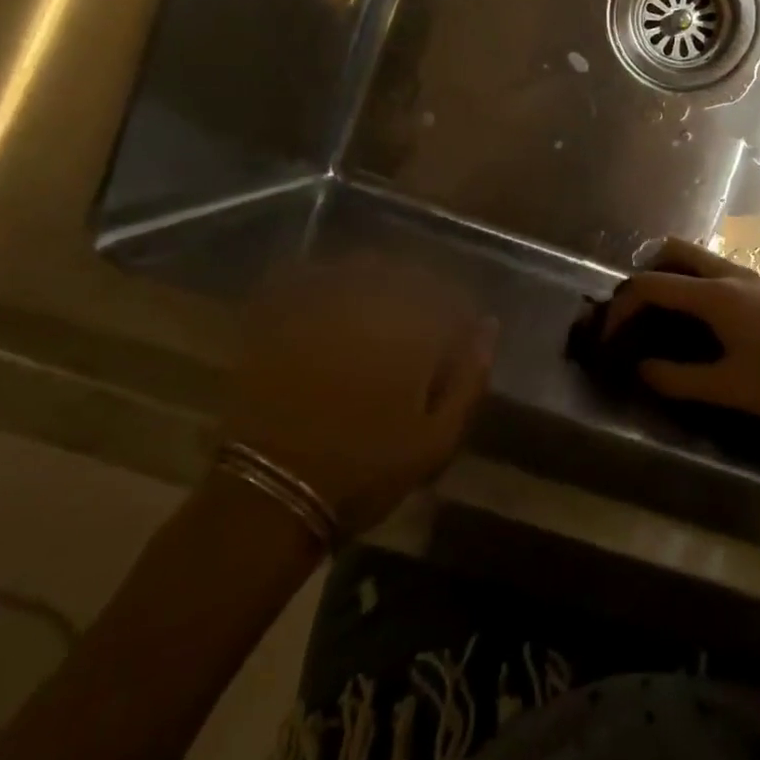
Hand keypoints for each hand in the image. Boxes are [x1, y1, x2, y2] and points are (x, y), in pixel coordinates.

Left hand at [223, 258, 496, 535]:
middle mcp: (368, 302)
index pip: (450, 297)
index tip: (457, 337)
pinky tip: (321, 301)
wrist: (270, 492)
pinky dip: (317, 280)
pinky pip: (301, 277)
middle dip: (417, 292)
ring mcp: (318, 305)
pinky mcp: (276, 316)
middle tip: (414, 328)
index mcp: (412, 329)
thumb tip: (488, 326)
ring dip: (372, 281)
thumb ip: (469, 379)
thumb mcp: (435, 440)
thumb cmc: (364, 471)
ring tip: (371, 313)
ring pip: (355, 268)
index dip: (458, 314)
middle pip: (403, 273)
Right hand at [601, 238, 759, 422]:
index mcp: (715, 294)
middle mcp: (728, 275)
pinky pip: (713, 272)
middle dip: (643, 274)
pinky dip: (691, 284)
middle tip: (632, 312)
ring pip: (696, 258)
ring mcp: (749, 278)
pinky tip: (695, 322)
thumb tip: (641, 369)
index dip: (622, 307)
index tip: (609, 337)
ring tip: (658, 317)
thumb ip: (677, 379)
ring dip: (669, 276)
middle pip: (672, 251)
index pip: (652, 285)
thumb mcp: (728, 388)